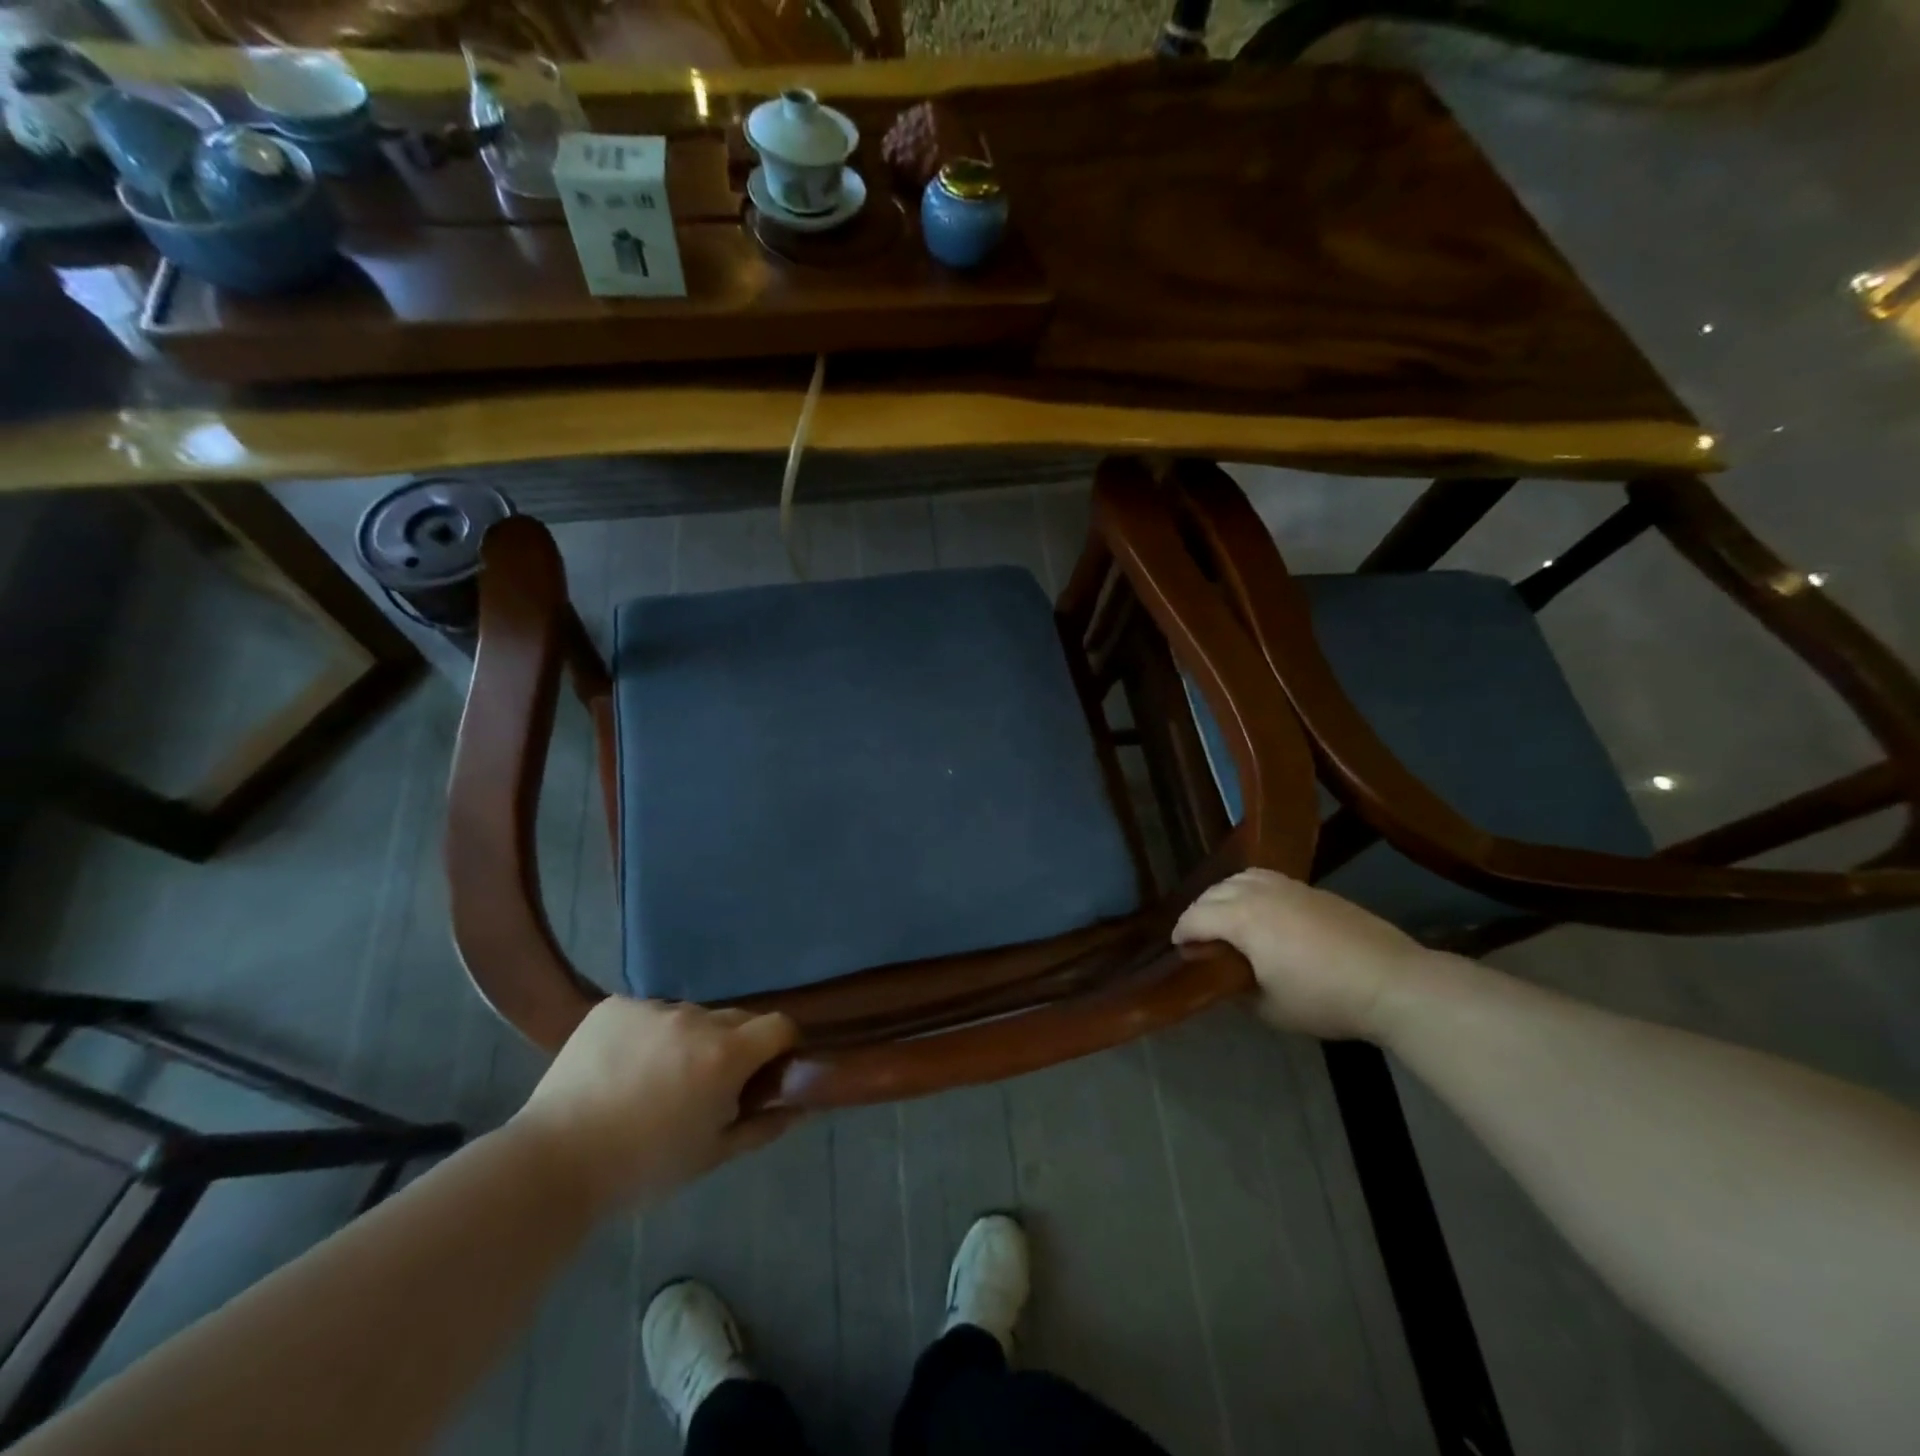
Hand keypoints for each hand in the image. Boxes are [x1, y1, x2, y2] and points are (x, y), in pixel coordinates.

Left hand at [509, 998, 799, 1212]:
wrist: (552, 1164)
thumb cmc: (641, 1168)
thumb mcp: (710, 1155)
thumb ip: (762, 1127)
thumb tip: (802, 1108)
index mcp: (724, 1054)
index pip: (778, 1025)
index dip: (781, 1045)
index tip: (770, 1070)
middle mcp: (695, 1019)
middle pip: (735, 1018)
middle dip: (734, 1045)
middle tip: (709, 1084)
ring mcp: (652, 1008)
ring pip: (690, 1016)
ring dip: (689, 1039)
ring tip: (657, 1078)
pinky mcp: (615, 1005)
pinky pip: (648, 1013)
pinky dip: (647, 1034)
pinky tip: (623, 1066)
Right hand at [1173, 868, 1435, 1040]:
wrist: (1392, 981)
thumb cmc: (1324, 998)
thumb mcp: (1271, 1008)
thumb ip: (1239, 990)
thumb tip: (1228, 980)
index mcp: (1242, 918)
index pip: (1196, 917)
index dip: (1182, 933)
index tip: (1178, 949)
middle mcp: (1259, 892)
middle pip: (1214, 892)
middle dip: (1199, 912)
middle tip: (1198, 937)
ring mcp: (1289, 886)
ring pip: (1241, 878)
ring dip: (1224, 895)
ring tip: (1226, 918)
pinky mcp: (1313, 889)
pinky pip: (1267, 879)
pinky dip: (1251, 890)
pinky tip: (1262, 912)